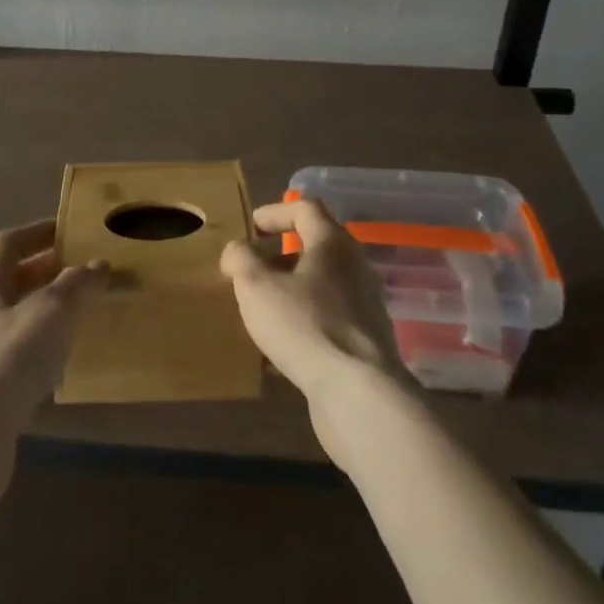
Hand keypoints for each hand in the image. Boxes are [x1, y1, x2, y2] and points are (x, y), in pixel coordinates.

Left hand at [0, 220, 105, 467]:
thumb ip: (78, 284)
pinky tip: (67, 361)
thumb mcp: (52, 312)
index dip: (38, 232)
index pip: (9, 242)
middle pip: (12, 280)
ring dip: (48, 311)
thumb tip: (97, 264)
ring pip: (17, 318)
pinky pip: (18, 355)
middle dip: (48, 271)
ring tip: (85, 312)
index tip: (70, 229)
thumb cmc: (8, 360)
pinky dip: (43, 348)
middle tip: (87, 270)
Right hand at [220, 199, 418, 468]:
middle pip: (315, 247)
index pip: (305, 208)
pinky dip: (303, 320)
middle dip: (280, 255)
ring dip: (290, 290)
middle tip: (250, 269)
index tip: (250, 226)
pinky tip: (280, 347)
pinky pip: (328, 318)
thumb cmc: (305, 325)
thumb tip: (238, 249)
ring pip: (321, 285)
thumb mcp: (256, 286)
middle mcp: (354, 267)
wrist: (359, 394)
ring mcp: (364, 305)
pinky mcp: (365, 342)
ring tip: (260, 308)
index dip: (275, 212)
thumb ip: (241, 259)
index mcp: (333, 243)